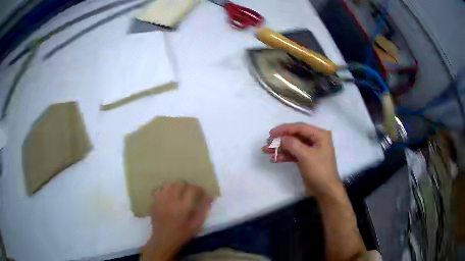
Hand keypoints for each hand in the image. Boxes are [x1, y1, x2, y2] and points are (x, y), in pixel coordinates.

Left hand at [142, 182, 211, 260]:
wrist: (164, 240)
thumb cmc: (182, 234)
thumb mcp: (197, 225)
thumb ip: (203, 210)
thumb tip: (209, 198)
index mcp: (183, 206)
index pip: (192, 189)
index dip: (199, 189)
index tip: (202, 193)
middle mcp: (171, 199)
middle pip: (179, 183)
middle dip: (187, 186)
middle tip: (190, 194)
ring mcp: (160, 200)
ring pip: (168, 185)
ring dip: (175, 187)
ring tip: (178, 194)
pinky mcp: (153, 202)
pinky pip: (158, 190)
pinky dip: (164, 190)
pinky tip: (167, 196)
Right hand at [262, 123, 341, 196]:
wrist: (325, 190)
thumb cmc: (319, 170)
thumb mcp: (305, 155)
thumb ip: (292, 144)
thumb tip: (280, 138)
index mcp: (320, 135)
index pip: (299, 127)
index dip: (284, 129)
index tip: (271, 133)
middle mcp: (316, 140)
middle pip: (295, 136)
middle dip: (281, 140)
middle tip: (267, 143)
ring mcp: (310, 150)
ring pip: (293, 146)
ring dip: (280, 148)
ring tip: (266, 151)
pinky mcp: (306, 160)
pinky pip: (294, 154)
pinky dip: (285, 156)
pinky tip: (274, 159)